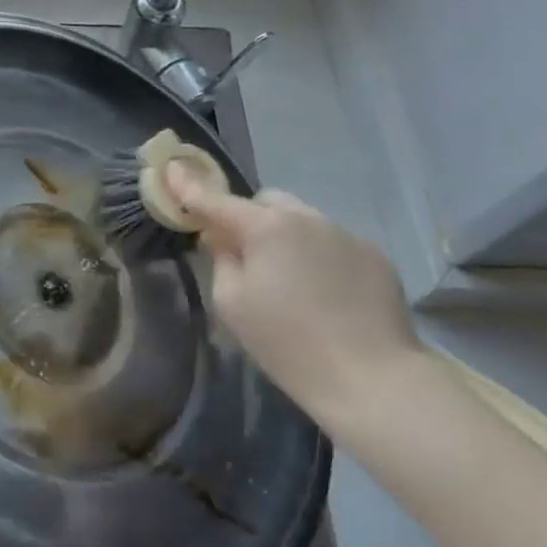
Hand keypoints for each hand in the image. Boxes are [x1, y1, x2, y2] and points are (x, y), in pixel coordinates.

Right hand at [164, 163, 420, 432]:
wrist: (372, 378)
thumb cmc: (288, 343)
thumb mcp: (232, 304)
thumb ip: (220, 259)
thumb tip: (220, 237)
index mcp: (267, 226)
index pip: (217, 200)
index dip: (190, 186)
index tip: (171, 168)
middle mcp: (308, 217)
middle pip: (266, 202)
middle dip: (248, 218)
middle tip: (243, 254)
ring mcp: (346, 233)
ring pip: (302, 220)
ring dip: (286, 236)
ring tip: (291, 280)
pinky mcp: (375, 255)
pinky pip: (333, 242)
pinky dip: (319, 255)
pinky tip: (325, 293)